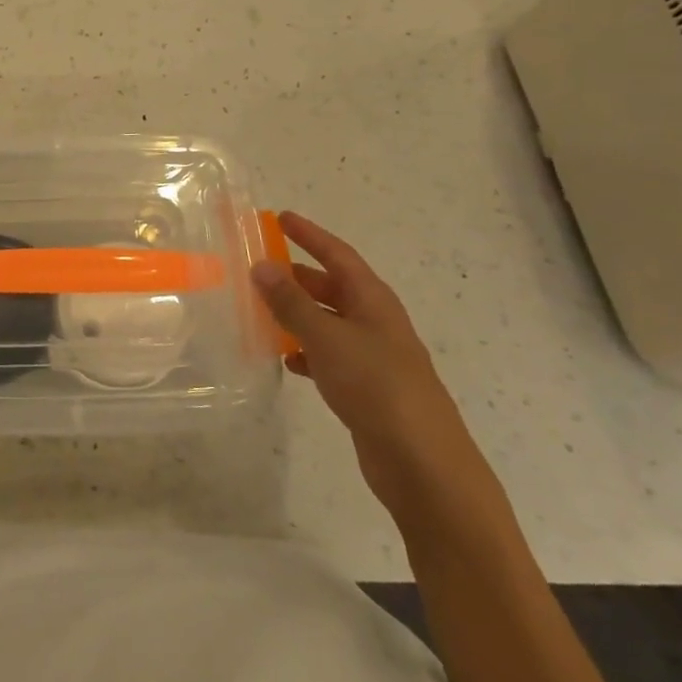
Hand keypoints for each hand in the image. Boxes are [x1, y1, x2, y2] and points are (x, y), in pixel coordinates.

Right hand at [251, 211, 473, 504]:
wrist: (422, 464)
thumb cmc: (377, 386)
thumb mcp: (327, 337)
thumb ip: (291, 302)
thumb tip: (260, 265)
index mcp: (373, 300)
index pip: (338, 254)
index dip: (310, 235)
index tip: (280, 217)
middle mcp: (375, 322)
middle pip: (332, 286)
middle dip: (298, 275)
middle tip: (259, 266)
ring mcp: (373, 356)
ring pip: (328, 322)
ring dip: (297, 314)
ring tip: (260, 310)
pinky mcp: (366, 388)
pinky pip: (328, 357)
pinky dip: (306, 352)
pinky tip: (285, 360)